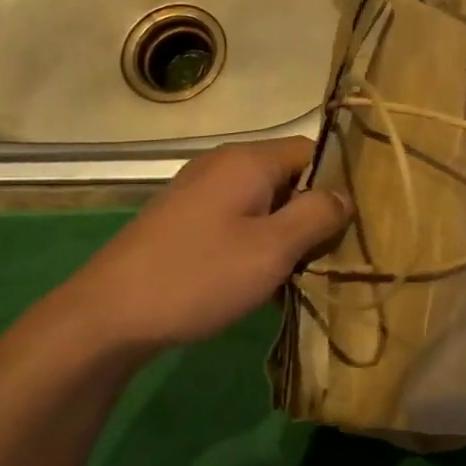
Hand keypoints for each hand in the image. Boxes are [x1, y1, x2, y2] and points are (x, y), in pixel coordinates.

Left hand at [0, 138, 349, 392]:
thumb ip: (316, 215)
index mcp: (247, 161)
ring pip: (263, 205)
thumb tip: (344, 196)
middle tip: (331, 258)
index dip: (337, 183)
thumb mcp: (272, 248)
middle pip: (287, 178)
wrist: (110, 314)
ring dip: (285, 237)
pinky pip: (236, 223)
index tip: (355, 224)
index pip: (312, 151)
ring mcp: (199, 194)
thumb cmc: (200, 276)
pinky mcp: (184, 222)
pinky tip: (261, 287)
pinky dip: (256, 247)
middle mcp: (223, 166)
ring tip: (300, 279)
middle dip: (312, 215)